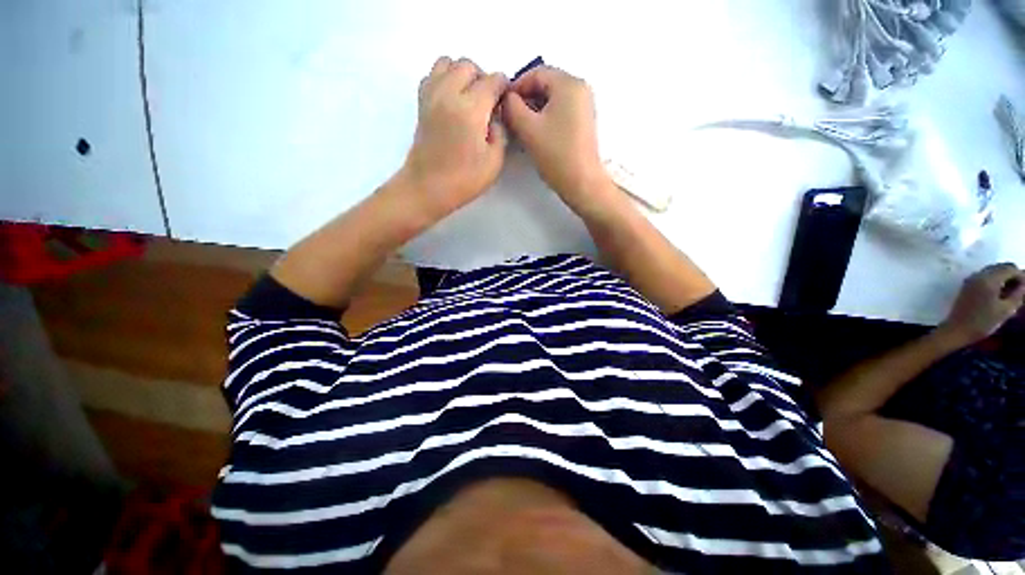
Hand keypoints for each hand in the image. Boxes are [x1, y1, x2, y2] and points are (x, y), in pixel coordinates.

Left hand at [401, 57, 507, 219]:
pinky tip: (452, 100)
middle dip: (483, 77)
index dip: (504, 87)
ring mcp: (431, 96)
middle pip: (468, 65)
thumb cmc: (463, 180)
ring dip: (461, 74)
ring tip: (469, 97)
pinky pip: (432, 75)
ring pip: (447, 63)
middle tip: (488, 101)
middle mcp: (449, 93)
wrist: (427, 188)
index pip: (492, 80)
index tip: (506, 100)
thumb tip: (494, 118)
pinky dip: (444, 79)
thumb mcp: (494, 162)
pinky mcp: (421, 104)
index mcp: (470, 109)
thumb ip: (500, 133)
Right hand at [502, 66, 618, 218]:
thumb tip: (506, 99)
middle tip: (510, 116)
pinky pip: (561, 110)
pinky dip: (546, 116)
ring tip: (521, 126)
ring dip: (534, 109)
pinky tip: (537, 133)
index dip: (515, 86)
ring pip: (552, 99)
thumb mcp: (528, 128)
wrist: (581, 182)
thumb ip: (511, 107)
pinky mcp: (584, 121)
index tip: (502, 103)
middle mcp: (580, 88)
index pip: (536, 73)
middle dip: (525, 98)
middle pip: (546, 84)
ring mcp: (584, 105)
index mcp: (569, 83)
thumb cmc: (556, 155)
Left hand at [939, 263, 1024, 346]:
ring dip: (1004, 278)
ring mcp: (971, 278)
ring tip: (1010, 293)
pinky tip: (999, 294)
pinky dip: (995, 281)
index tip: (1024, 288)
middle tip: (1019, 290)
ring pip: (993, 271)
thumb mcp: (1006, 310)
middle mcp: (979, 274)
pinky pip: (985, 276)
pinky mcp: (967, 284)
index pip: (1010, 268)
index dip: (1021, 276)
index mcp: (989, 279)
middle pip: (1001, 267)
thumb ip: (1018, 295)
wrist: (957, 330)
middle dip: (1013, 276)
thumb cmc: (983, 322)